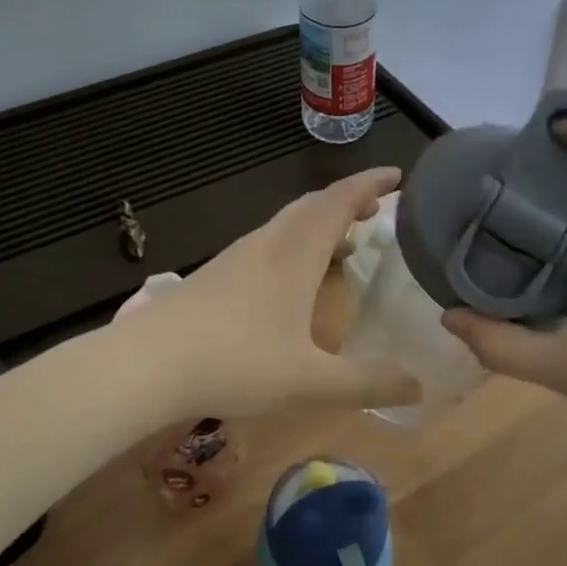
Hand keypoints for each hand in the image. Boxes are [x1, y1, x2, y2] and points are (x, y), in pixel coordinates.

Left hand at [121, 168, 420, 419]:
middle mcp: (267, 245)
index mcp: (294, 255)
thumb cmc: (235, 364)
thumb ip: (366, 385)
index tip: (398, 177)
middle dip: (347, 202)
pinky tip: (291, 281)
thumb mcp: (309, 382)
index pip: (339, 202)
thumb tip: (420, 388)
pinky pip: (267, 245)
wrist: (146, 364)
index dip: (370, 185)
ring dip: (319, 224)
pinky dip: (294, 246)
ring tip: (343, 243)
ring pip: (286, 225)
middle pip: (312, 206)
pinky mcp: (214, 276)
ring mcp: (236, 258)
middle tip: (377, 212)